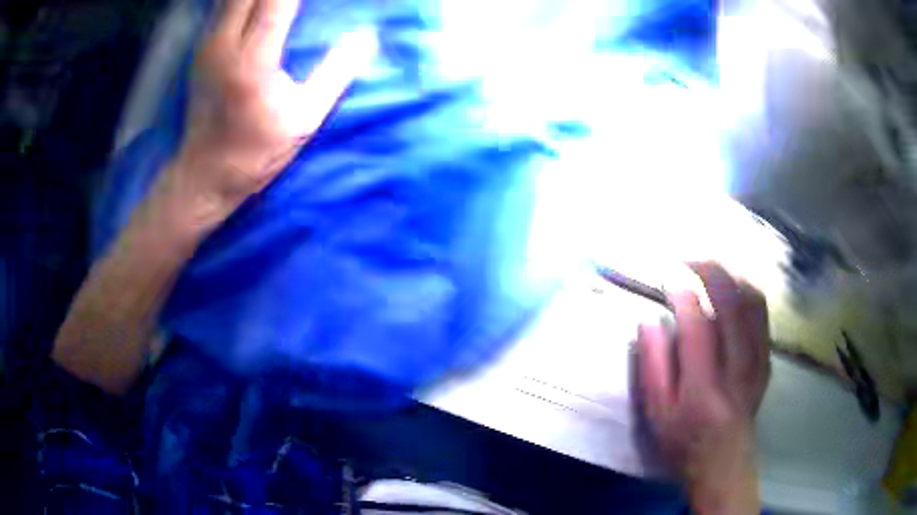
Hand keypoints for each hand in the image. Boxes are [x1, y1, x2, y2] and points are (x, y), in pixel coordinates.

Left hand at [170, 0, 374, 223]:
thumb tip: (366, 36)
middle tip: (298, 2)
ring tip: (282, 3)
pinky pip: (224, 3)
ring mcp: (208, 43)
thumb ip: (337, 73)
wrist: (204, 174)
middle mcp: (225, 42)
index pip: (279, 0)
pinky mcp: (202, 46)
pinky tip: (260, 5)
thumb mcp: (305, 118)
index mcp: (254, 59)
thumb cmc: (257, 151)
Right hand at [637, 263, 770, 514]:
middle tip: (689, 259)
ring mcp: (757, 361)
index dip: (683, 295)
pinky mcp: (766, 358)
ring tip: (710, 269)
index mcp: (703, 386)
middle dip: (711, 270)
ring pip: (752, 301)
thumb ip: (652, 366)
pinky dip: (746, 291)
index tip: (668, 278)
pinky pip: (761, 313)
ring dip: (731, 275)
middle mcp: (737, 368)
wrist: (724, 461)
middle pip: (732, 303)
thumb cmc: (684, 441)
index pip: (697, 327)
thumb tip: (648, 321)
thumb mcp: (657, 413)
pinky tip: (732, 288)